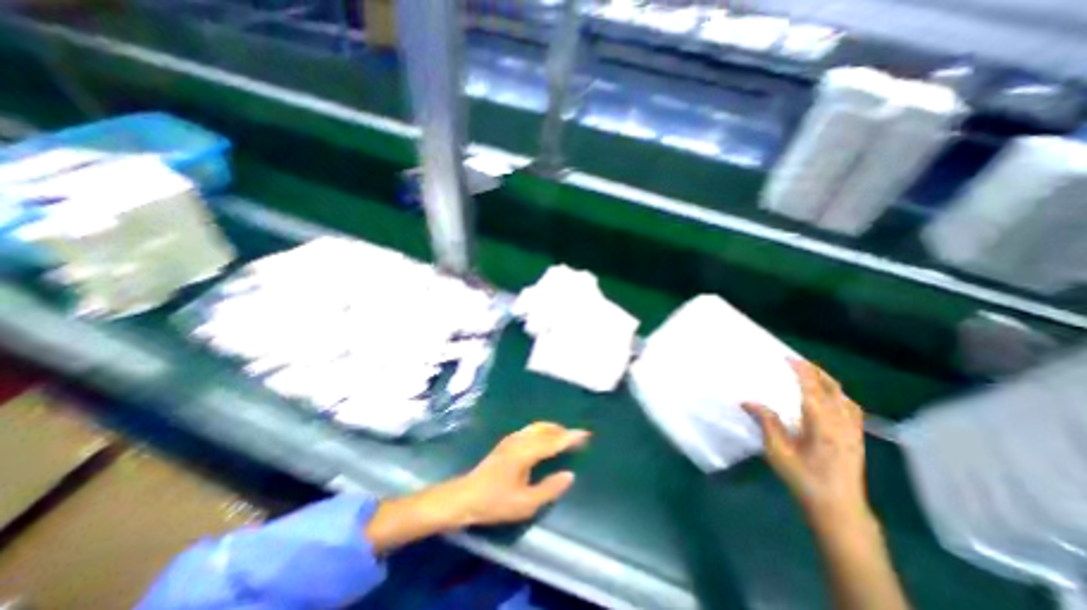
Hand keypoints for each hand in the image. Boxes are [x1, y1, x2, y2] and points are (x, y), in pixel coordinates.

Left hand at [445, 422, 591, 526]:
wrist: (465, 496)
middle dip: (563, 431)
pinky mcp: (507, 441)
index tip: (585, 434)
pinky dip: (543, 430)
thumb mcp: (525, 503)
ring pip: (537, 427)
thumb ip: (549, 489)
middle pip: (546, 429)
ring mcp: (512, 439)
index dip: (570, 437)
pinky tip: (544, 438)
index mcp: (525, 453)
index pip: (553, 441)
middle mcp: (520, 440)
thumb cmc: (495, 502)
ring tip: (564, 436)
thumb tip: (569, 475)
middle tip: (577, 436)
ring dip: (553, 429)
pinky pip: (530, 429)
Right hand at [744, 361, 872, 524]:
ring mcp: (854, 431)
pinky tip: (829, 397)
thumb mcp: (778, 452)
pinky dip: (839, 395)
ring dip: (827, 381)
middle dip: (815, 371)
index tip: (788, 358)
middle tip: (796, 362)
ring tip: (810, 374)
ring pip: (844, 397)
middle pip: (833, 389)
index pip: (813, 390)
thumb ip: (766, 423)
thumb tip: (748, 401)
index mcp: (823, 426)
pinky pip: (851, 408)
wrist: (838, 508)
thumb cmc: (804, 479)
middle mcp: (842, 424)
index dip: (801, 371)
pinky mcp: (857, 438)